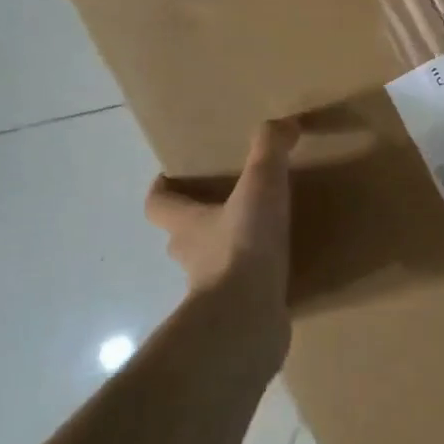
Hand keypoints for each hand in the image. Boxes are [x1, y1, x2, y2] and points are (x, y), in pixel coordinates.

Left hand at [144, 121, 297, 312]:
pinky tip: (279, 272)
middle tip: (226, 204)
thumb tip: (284, 124)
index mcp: (188, 225)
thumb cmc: (243, 246)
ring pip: (211, 265)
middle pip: (182, 236)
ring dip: (227, 253)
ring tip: (260, 237)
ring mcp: (212, 291)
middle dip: (198, 221)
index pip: (158, 205)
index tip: (168, 178)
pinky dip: (254, 281)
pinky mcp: (237, 314)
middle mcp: (192, 258)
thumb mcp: (260, 185)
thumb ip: (270, 149)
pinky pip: (242, 291)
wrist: (246, 319)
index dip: (161, 191)